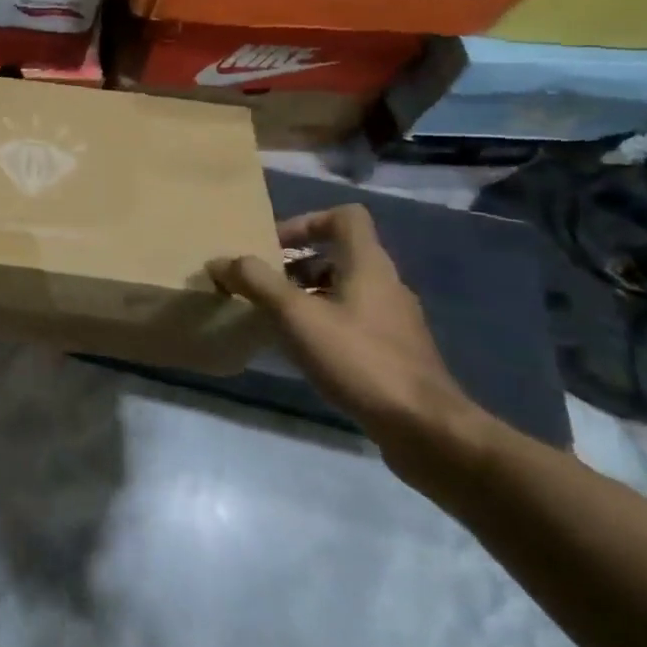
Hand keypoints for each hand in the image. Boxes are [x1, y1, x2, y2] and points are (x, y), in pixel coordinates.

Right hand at [209, 205, 486, 471]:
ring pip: (344, 290)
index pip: (344, 217)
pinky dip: (323, 324)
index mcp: (368, 265)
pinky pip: (352, 321)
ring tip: (274, 318)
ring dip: (307, 295)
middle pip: (338, 255)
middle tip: (263, 284)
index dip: (306, 222)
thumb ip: (256, 282)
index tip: (274, 247)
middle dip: (296, 264)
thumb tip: (221, 260)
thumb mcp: (296, 315)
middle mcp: (386, 285)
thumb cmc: (359, 359)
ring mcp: (394, 321)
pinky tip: (302, 351)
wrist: (425, 429)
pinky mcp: (395, 353)